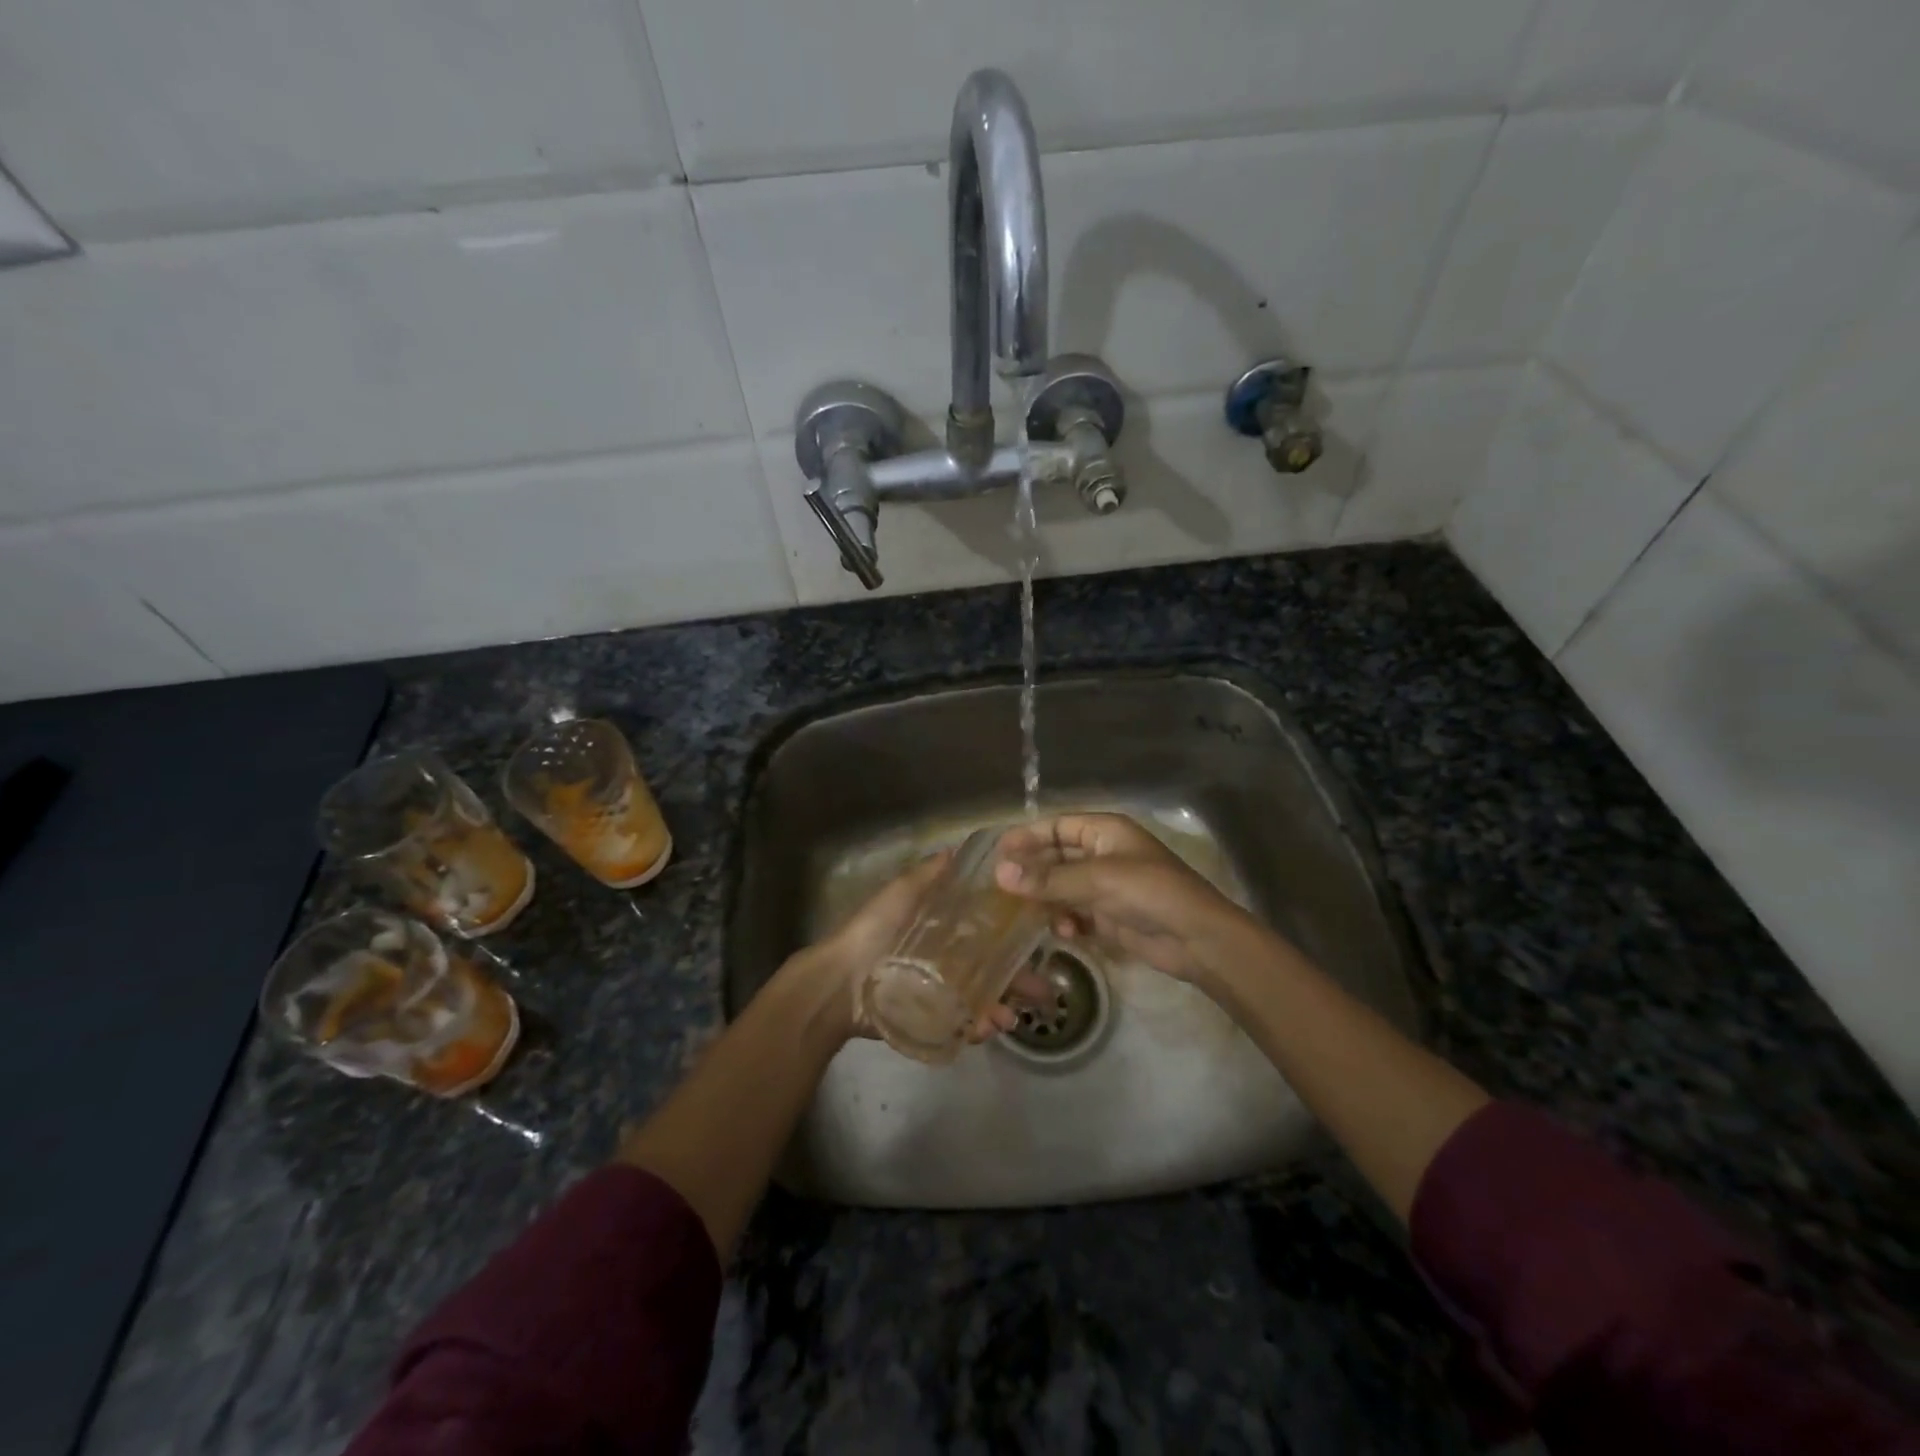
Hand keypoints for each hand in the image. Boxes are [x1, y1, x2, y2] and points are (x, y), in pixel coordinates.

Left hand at [795, 852, 1031, 1045]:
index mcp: (940, 930)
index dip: (1011, 934)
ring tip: (1011, 1019)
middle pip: (989, 969)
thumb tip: (957, 849)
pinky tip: (988, 1029)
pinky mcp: (930, 1021)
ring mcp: (939, 993)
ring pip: (980, 999)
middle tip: (1042, 991)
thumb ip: (927, 875)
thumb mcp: (900, 894)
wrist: (837, 984)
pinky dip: (977, 1027)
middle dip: (1017, 980)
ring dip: (1001, 1008)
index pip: (985, 931)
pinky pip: (960, 1024)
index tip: (1040, 934)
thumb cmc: (871, 932)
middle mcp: (945, 960)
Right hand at [994, 813, 1257, 984]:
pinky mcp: (1109, 916)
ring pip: (1062, 888)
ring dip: (1046, 900)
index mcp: (1105, 831)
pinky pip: (1075, 913)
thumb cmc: (1150, 893)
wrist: (1197, 939)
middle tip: (1000, 889)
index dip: (1027, 837)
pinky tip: (1065, 932)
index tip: (997, 854)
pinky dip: (1066, 921)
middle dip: (1032, 873)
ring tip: (1026, 914)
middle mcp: (1103, 854)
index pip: (1056, 826)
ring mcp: (1106, 886)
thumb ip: (1048, 878)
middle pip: (1056, 857)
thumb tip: (999, 873)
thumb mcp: (1097, 880)